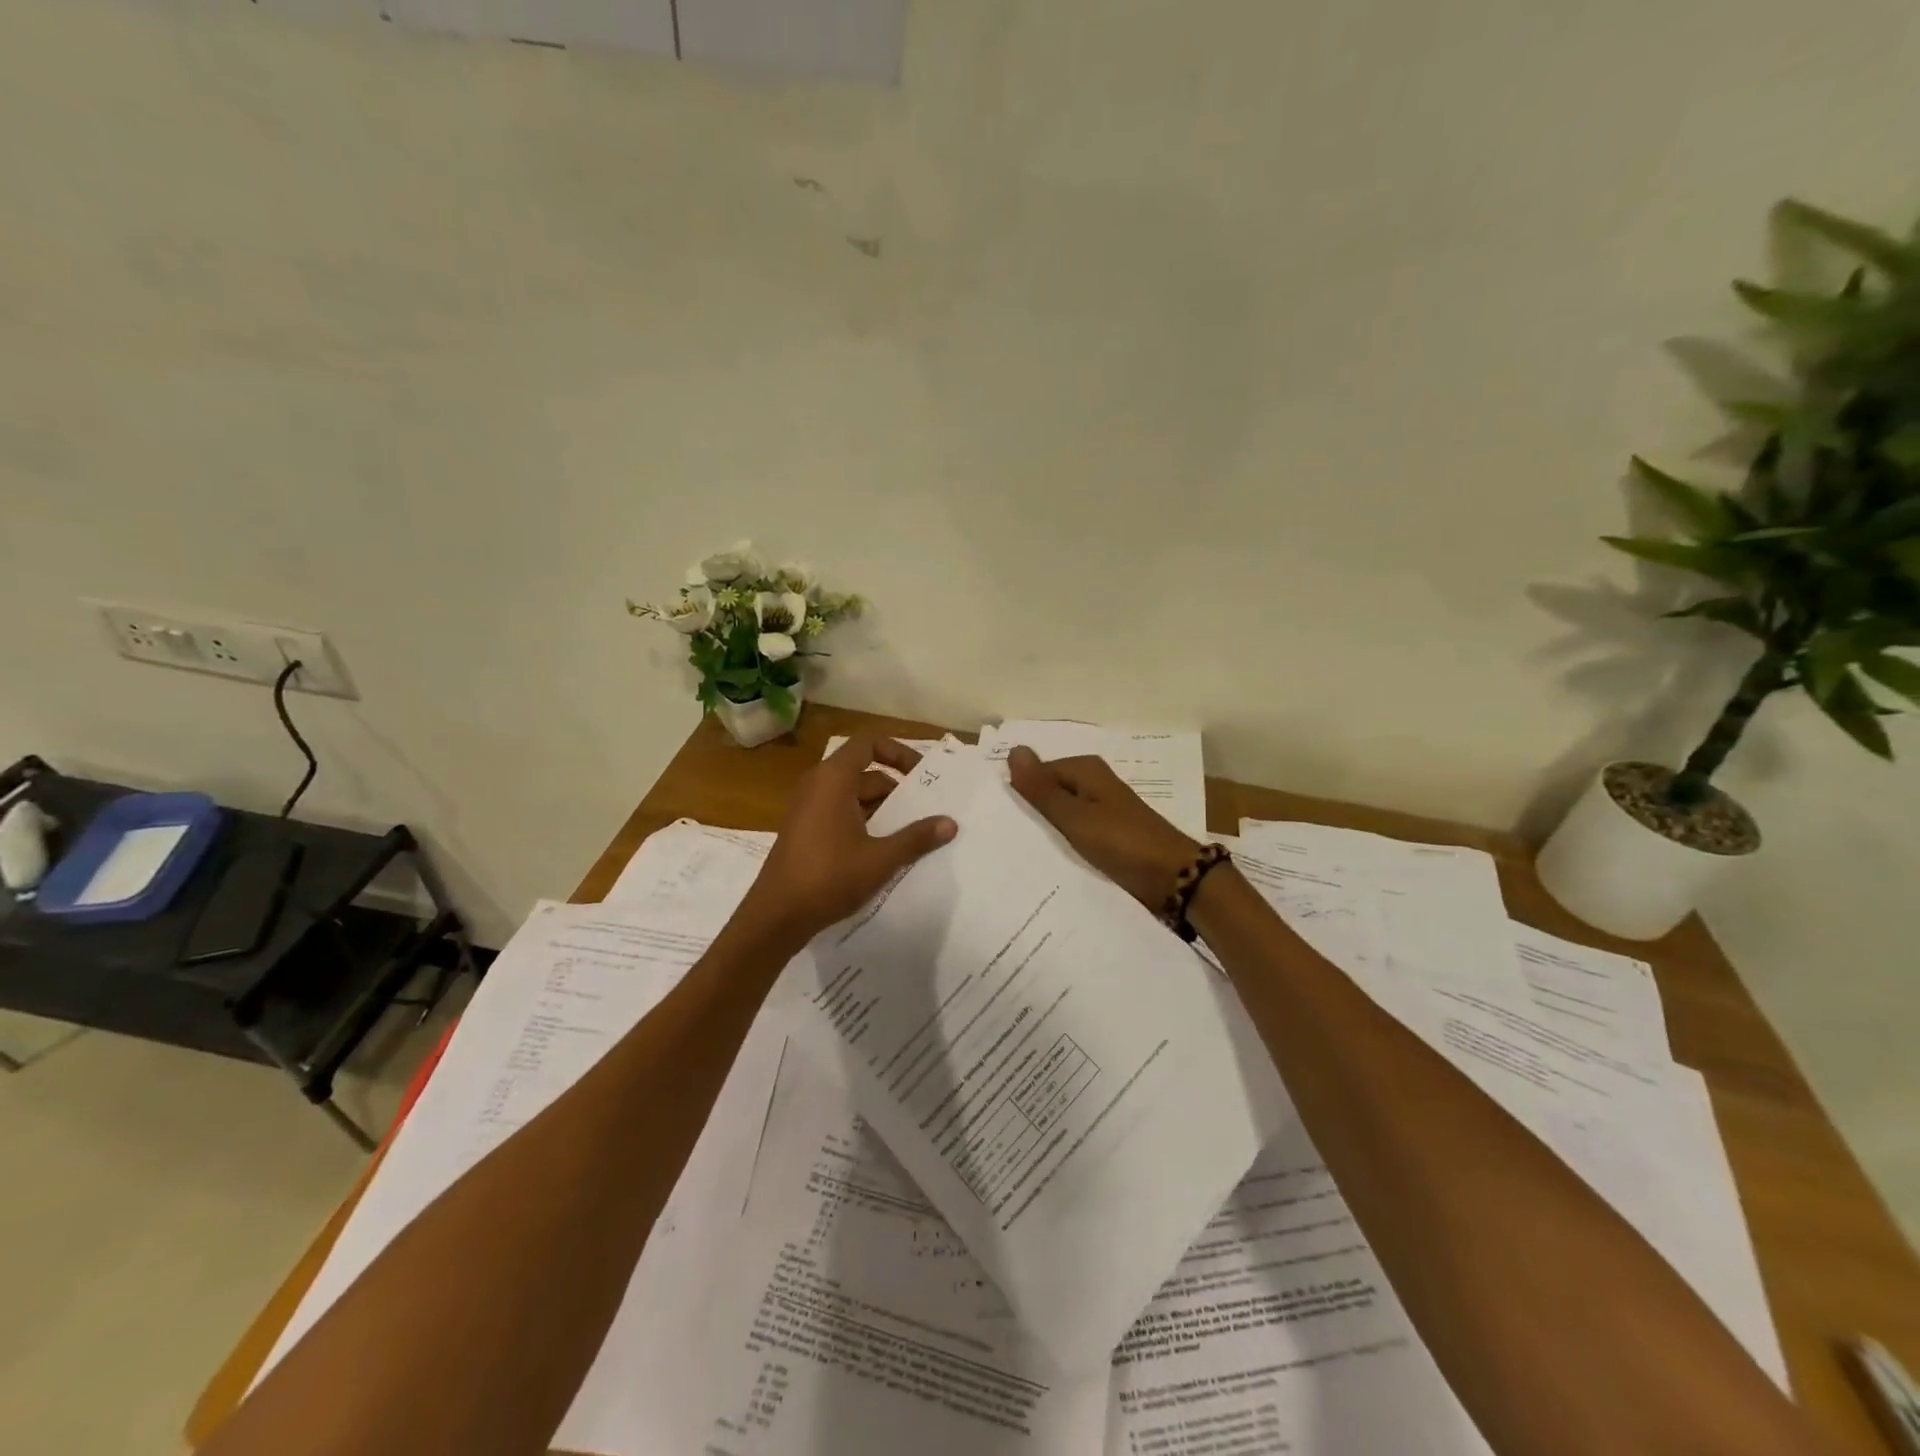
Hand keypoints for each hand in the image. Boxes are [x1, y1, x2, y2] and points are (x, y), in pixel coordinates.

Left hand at [744, 736, 957, 943]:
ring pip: (853, 796)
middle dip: (897, 789)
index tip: (921, 775)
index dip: (898, 753)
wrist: (776, 916)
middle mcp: (817, 785)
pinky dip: (864, 821)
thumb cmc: (829, 878)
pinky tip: (883, 849)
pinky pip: (840, 812)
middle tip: (926, 810)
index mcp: (833, 779)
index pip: (869, 744)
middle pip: (864, 772)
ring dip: (882, 809)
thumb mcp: (881, 859)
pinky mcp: (804, 830)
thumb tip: (950, 823)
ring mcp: (807, 808)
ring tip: (912, 832)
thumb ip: (916, 838)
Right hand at [1007, 747, 1200, 909]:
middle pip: (1049, 793)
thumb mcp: (1075, 817)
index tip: (1003, 822)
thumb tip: (1014, 749)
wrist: (1174, 878)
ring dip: (1047, 832)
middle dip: (1031, 814)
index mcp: (1085, 770)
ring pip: (1061, 815)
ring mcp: (1102, 809)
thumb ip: (1042, 789)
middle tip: (1006, 840)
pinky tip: (1050, 861)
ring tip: (1023, 854)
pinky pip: (1076, 832)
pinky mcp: (1108, 833)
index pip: (1036, 774)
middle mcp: (1093, 783)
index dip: (1019, 796)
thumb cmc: (1123, 843)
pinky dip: (1064, 843)